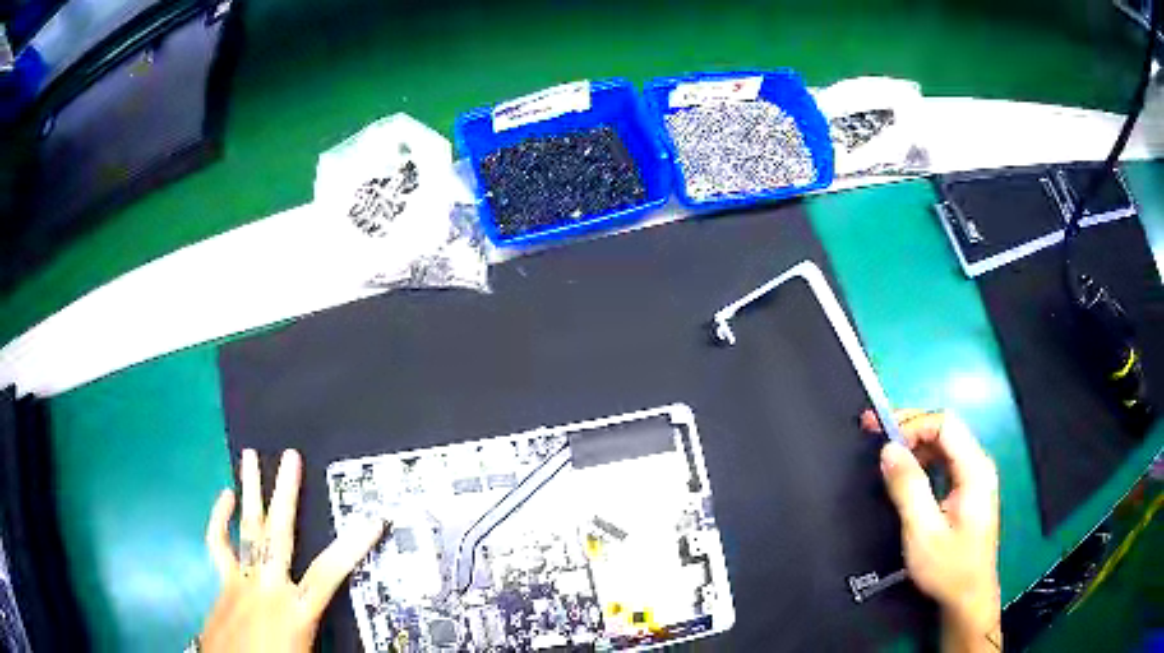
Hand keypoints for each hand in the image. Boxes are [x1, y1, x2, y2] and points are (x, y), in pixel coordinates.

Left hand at [197, 449, 386, 651]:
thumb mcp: (308, 652)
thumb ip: (321, 636)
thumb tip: (350, 638)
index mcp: (295, 611)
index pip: (328, 574)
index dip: (352, 547)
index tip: (371, 520)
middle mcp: (267, 588)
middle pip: (278, 534)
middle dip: (285, 495)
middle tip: (290, 458)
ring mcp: (240, 581)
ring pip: (246, 529)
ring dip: (249, 492)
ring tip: (249, 458)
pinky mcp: (223, 582)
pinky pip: (218, 543)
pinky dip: (220, 518)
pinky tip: (223, 499)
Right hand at [863, 410, 1001, 652]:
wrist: (968, 597)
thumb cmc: (948, 567)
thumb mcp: (922, 531)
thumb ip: (907, 487)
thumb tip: (888, 450)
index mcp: (974, 470)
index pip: (945, 424)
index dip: (913, 424)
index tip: (883, 439)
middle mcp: (978, 465)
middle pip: (945, 428)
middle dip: (910, 427)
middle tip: (876, 430)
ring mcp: (975, 476)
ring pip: (943, 444)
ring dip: (914, 442)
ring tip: (885, 451)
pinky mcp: (968, 489)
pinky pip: (944, 461)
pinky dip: (922, 459)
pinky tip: (905, 470)